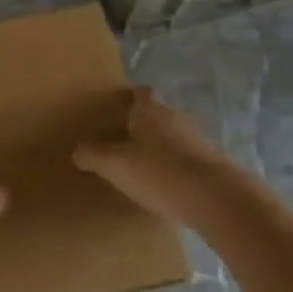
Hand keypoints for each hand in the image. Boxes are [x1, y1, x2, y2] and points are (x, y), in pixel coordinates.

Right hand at [74, 87, 244, 226]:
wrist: (216, 199)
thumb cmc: (159, 172)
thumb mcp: (114, 165)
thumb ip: (92, 155)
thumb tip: (76, 151)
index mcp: (151, 110)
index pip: (140, 92)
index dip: (129, 98)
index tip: (116, 108)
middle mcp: (176, 117)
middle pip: (158, 114)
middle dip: (144, 124)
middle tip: (124, 139)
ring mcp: (199, 140)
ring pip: (175, 136)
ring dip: (162, 147)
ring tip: (144, 165)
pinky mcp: (213, 165)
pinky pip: (188, 159)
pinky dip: (177, 167)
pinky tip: (167, 186)